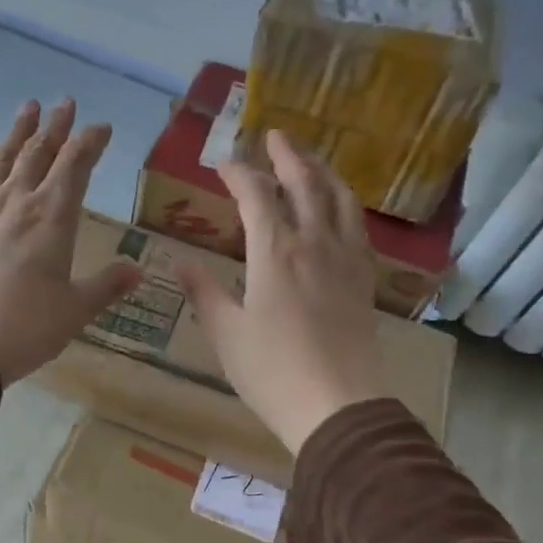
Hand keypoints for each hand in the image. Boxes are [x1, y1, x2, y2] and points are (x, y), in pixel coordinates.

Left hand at [0, 99, 141, 383]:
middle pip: (38, 152)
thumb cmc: (26, 327)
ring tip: (28, 109)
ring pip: (4, 159)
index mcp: (52, 217)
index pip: (75, 165)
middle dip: (56, 126)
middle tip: (65, 103)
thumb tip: (137, 271)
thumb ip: (106, 286)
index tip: (102, 127)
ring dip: (19, 132)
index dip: (90, 142)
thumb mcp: (75, 310)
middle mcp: (17, 203)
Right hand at [177, 130, 387, 452]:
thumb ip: (203, 292)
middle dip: (288, 156)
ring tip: (311, 161)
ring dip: (323, 172)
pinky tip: (340, 210)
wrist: (338, 406)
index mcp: (275, 251)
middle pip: (305, 183)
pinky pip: (357, 228)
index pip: (256, 195)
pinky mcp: (364, 279)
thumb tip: (178, 263)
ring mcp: (345, 259)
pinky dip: (346, 205)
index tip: (222, 164)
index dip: (238, 174)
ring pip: (339, 199)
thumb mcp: (226, 333)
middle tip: (274, 136)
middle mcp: (314, 243)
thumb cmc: (272, 371)